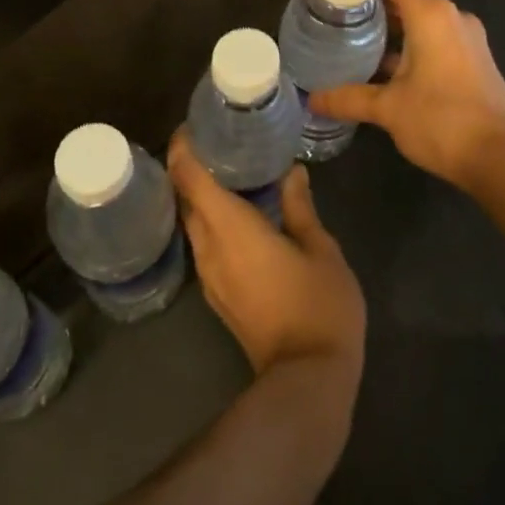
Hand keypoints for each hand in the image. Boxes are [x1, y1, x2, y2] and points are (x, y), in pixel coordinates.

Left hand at [167, 130, 366, 398]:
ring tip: (230, 170)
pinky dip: (211, 220)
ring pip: (193, 223)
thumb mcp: (320, 249)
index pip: (190, 178)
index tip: (193, 125)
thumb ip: (300, 207)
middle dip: (191, 167)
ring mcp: (210, 276)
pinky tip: (237, 212)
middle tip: (219, 141)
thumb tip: (291, 173)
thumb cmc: (319, 305)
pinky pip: (204, 244)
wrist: (307, 380)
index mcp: (231, 228)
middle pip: (184, 198)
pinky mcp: (218, 296)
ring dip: (201, 195)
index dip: (183, 148)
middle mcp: (210, 248)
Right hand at [308, 0, 504, 191]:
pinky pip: (438, 39)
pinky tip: (390, 70)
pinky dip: (414, 45)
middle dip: (374, 6)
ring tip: (359, 46)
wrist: (498, 158)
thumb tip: (312, 100)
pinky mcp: (476, 59)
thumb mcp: (388, 109)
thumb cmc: (440, 121)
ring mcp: (468, 38)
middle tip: (339, 22)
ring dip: (394, 29)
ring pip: (423, 19)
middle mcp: (452, 16)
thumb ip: (348, 98)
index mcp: (431, 13)